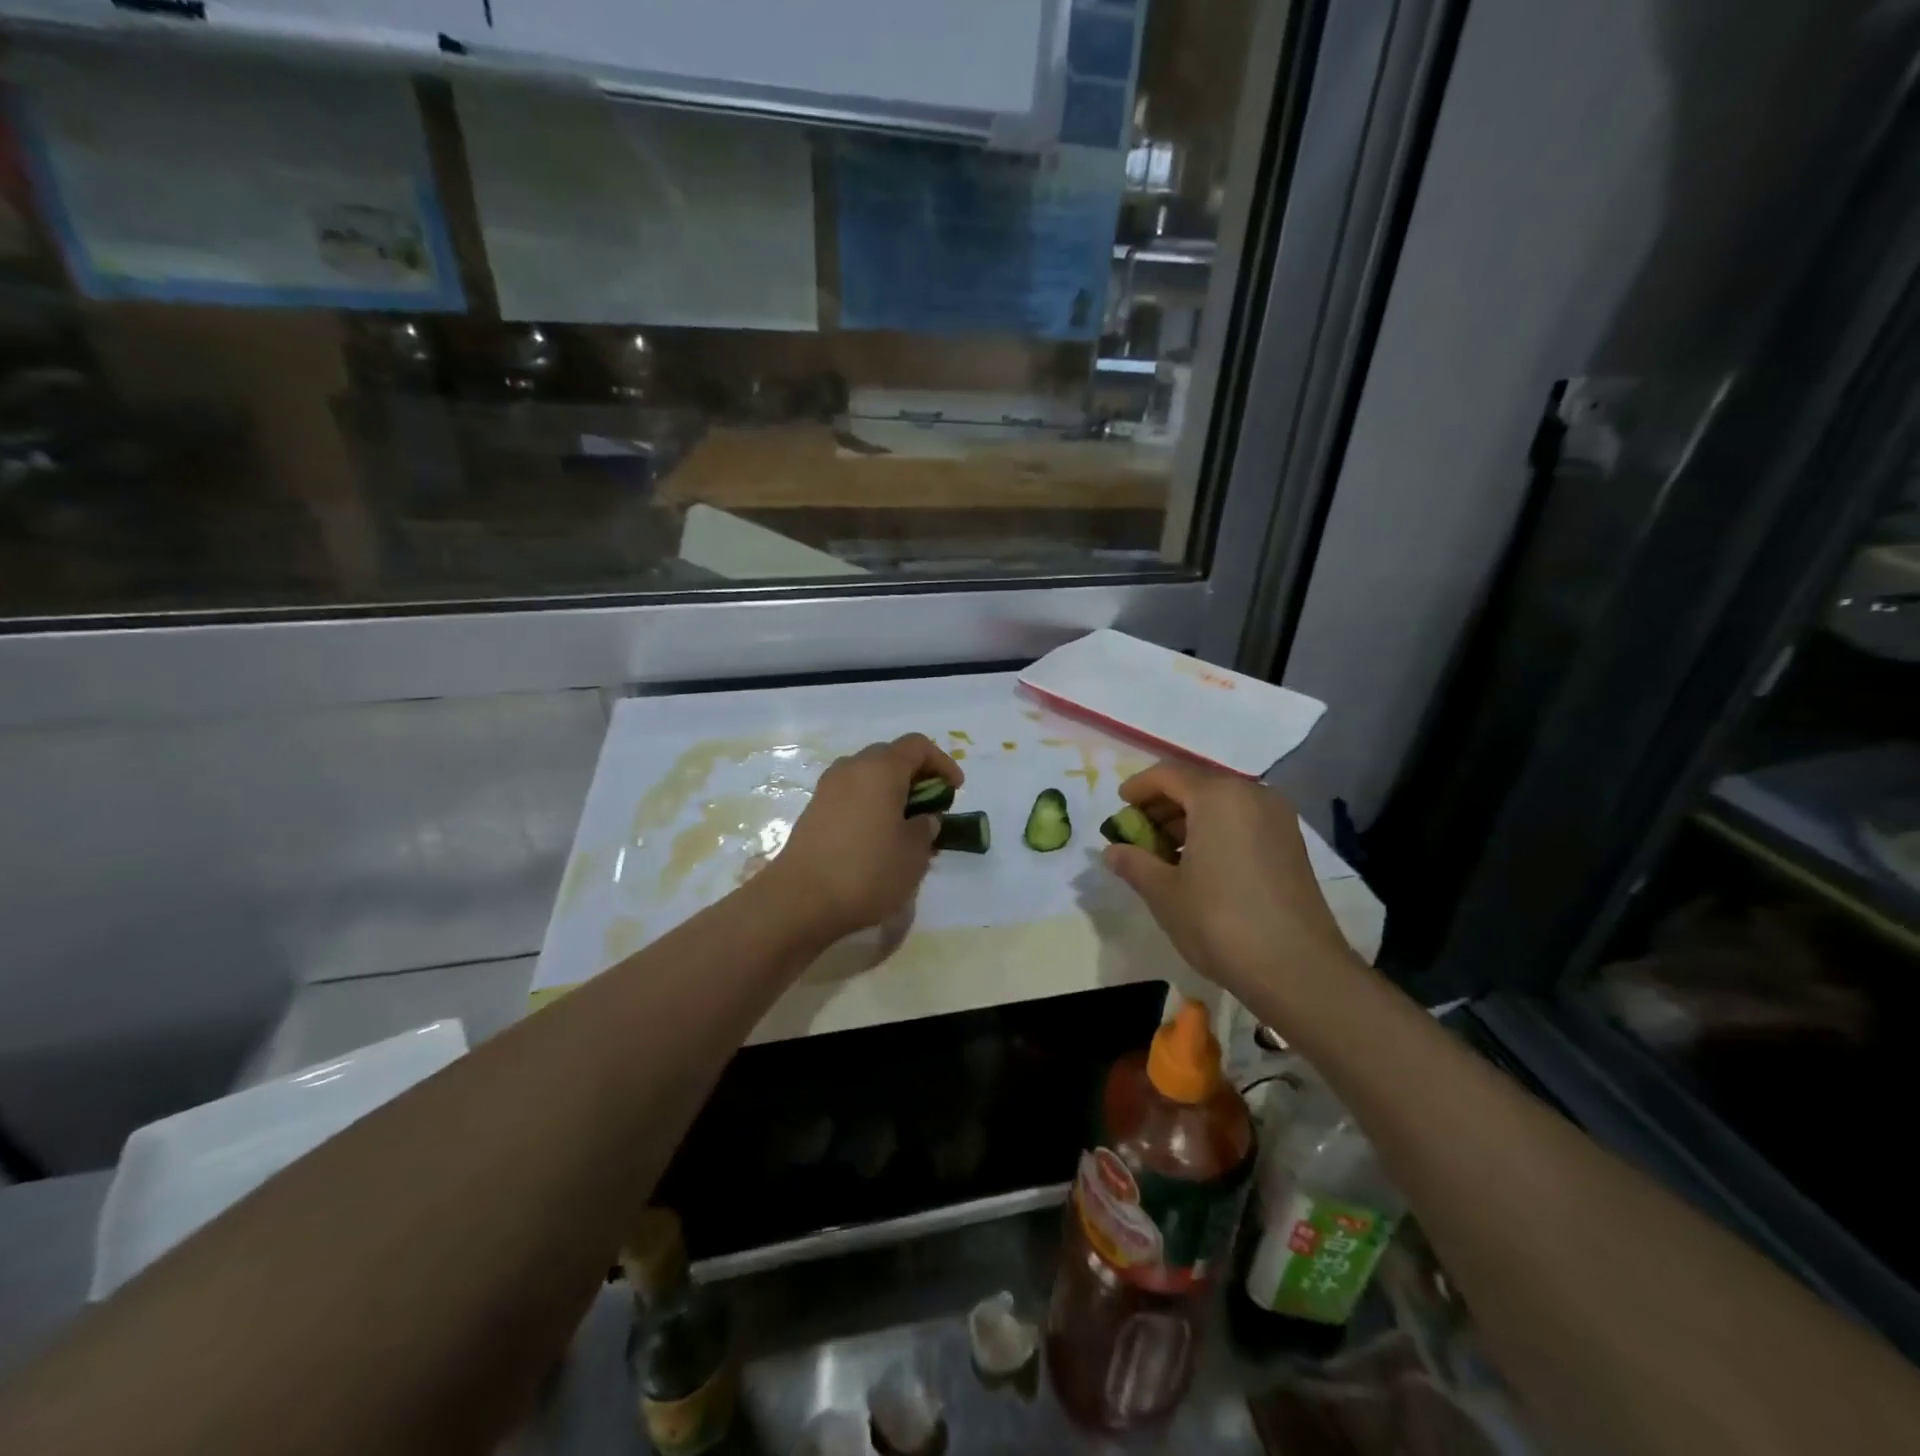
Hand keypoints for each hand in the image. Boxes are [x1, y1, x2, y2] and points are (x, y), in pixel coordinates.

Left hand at [760, 733, 962, 941]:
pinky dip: (870, 805)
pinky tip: (878, 838)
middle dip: (915, 776)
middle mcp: (851, 768)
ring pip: (868, 776)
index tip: (955, 790)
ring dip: (891, 792)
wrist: (800, 900)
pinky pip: (851, 795)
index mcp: (881, 769)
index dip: (942, 763)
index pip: (917, 746)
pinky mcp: (813, 811)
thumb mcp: (914, 853)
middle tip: (932, 806)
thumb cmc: (867, 870)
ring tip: (906, 825)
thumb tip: (923, 819)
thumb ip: (926, 828)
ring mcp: (828, 789)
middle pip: (890, 756)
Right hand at [1102, 762, 1357, 1005]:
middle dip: (1162, 806)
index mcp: (1217, 797)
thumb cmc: (1220, 922)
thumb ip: (1134, 863)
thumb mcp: (1164, 893)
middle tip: (1137, 835)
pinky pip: (1242, 822)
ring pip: (1221, 804)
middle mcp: (1252, 795)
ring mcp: (1277, 819)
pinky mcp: (1291, 844)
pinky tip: (1198, 865)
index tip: (1119, 807)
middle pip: (1196, 785)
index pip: (1167, 775)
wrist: (1297, 970)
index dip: (1138, 788)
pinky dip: (1215, 831)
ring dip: (1188, 820)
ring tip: (1163, 854)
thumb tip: (1111, 851)